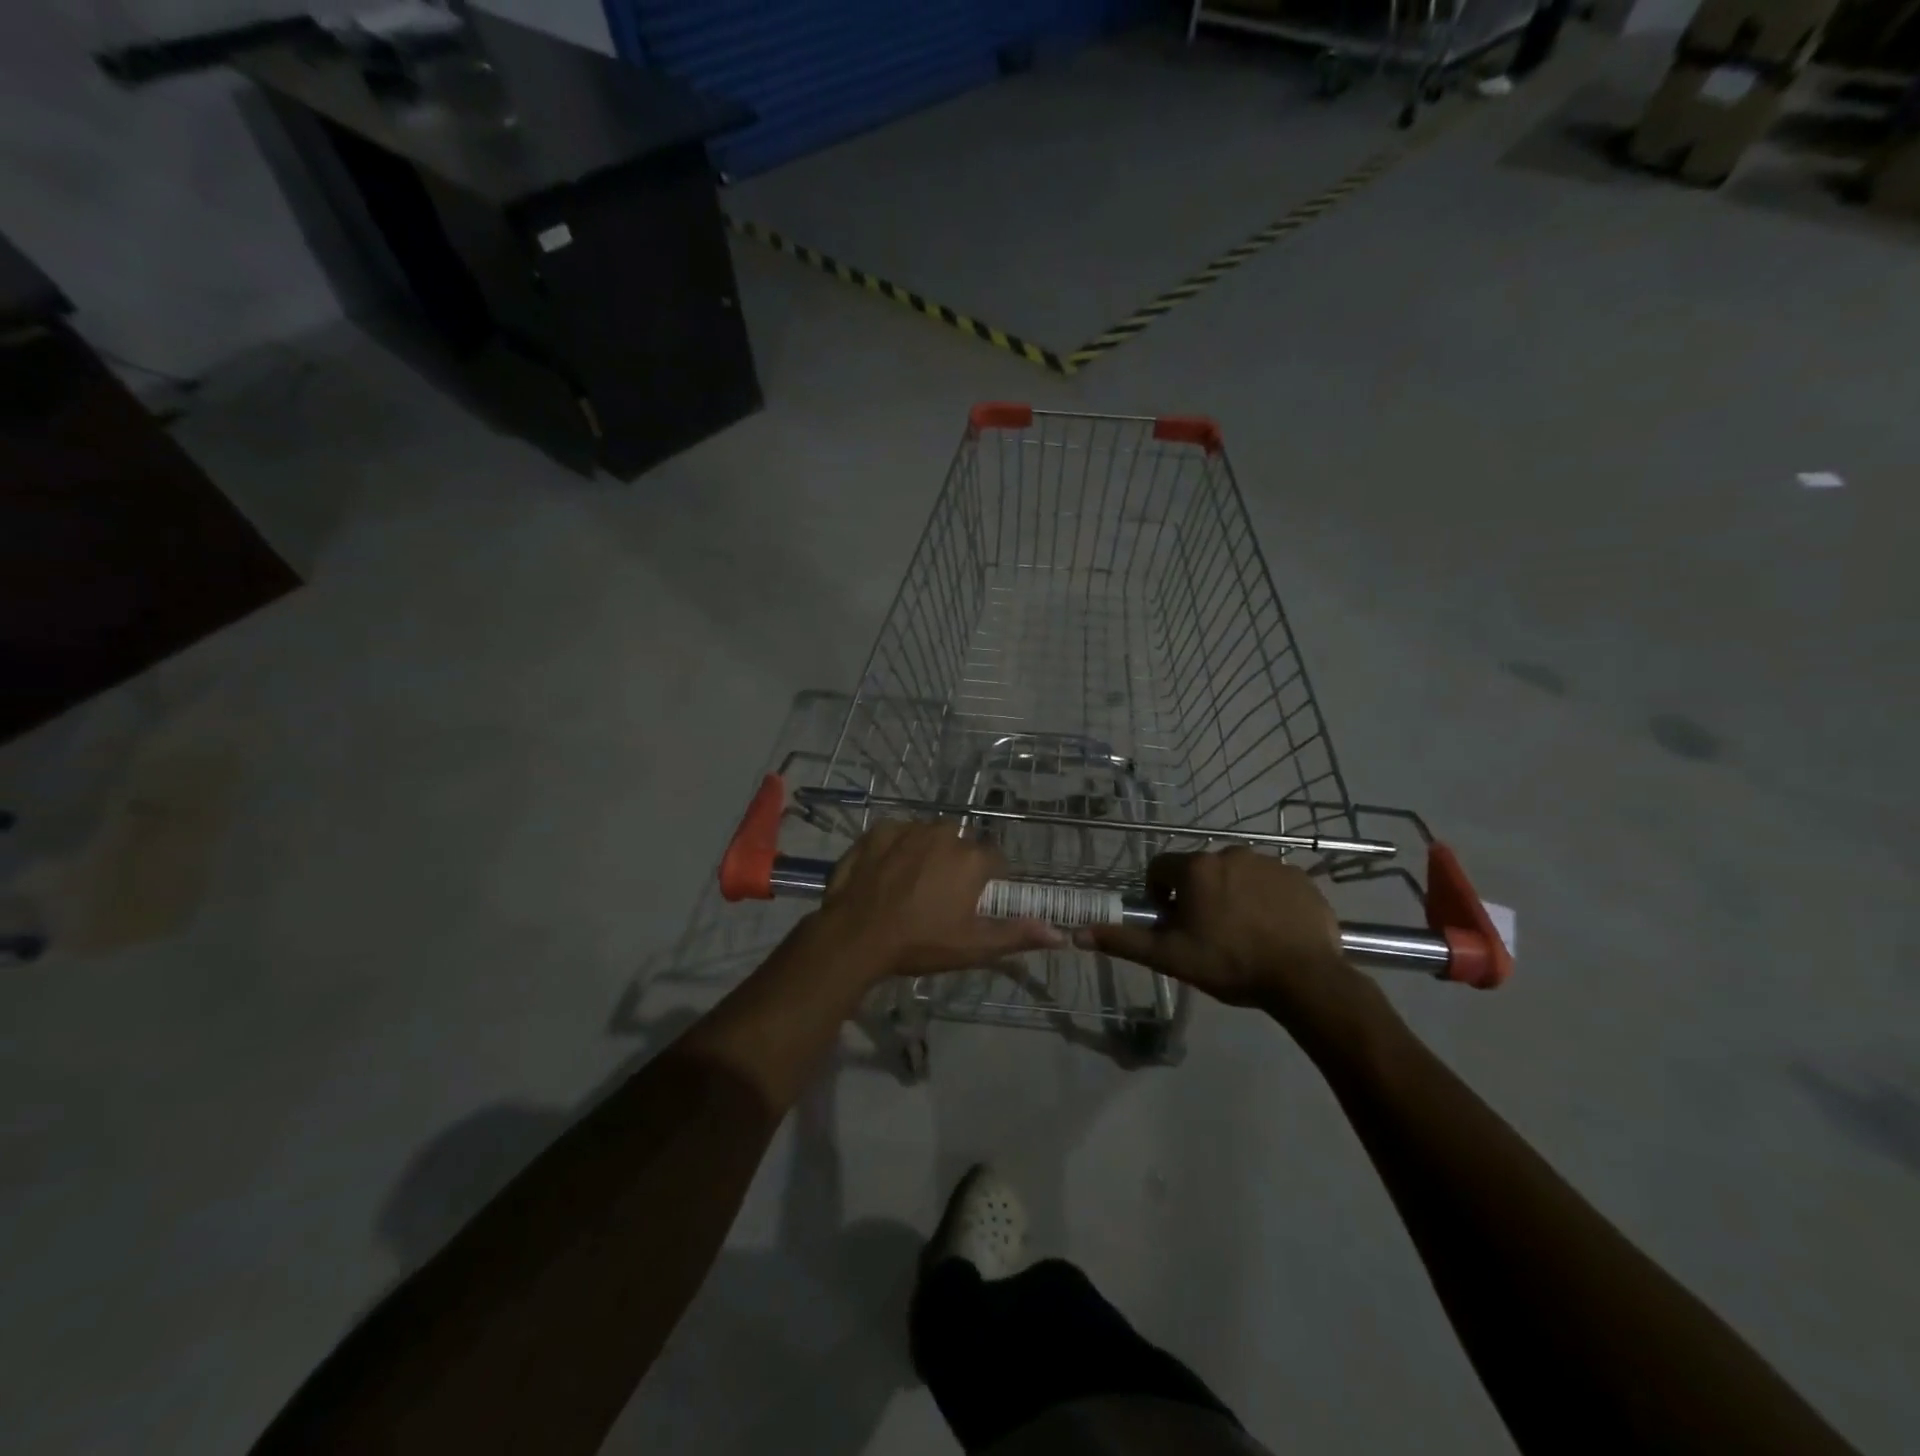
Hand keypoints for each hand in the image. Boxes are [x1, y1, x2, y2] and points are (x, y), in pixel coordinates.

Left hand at [815, 822, 1064, 981]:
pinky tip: (887, 872)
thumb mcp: (973, 946)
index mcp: (972, 859)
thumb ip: (1017, 934)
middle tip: (940, 896)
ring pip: (929, 835)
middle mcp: (945, 834)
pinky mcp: (878, 830)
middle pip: (961, 844)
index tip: (973, 901)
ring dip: (927, 852)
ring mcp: (909, 829)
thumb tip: (1060, 935)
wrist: (856, 935)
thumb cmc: (921, 943)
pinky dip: (897, 847)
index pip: (994, 860)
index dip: (987, 880)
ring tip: (911, 884)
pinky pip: (897, 833)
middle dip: (956, 863)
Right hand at [1080, 848, 1360, 1021]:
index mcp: (1196, 869)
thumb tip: (1077, 934)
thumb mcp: (1171, 958)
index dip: (1160, 895)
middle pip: (1200, 871)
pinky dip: (1266, 900)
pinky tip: (1272, 930)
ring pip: (1236, 875)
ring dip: (1231, 895)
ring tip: (1243, 934)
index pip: (1161, 868)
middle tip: (1208, 934)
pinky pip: (1271, 883)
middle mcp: (1230, 854)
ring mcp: (1270, 863)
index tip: (1173, 923)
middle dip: (1198, 896)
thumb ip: (1124, 942)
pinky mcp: (1300, 877)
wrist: (1306, 978)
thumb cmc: (1230, 964)